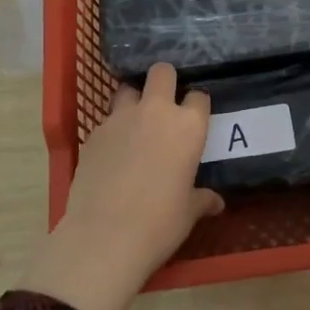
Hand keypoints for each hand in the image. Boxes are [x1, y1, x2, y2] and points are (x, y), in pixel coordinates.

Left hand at [22, 62, 222, 309]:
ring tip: (136, 125)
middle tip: (165, 103)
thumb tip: (216, 202)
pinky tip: (114, 153)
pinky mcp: (93, 133)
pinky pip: (107, 121)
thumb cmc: (159, 223)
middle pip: (162, 72)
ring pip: (128, 90)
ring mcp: (120, 119)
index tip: (195, 119)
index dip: (197, 106)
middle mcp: (155, 112)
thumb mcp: (188, 213)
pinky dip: (113, 130)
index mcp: (188, 126)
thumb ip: (202, 199)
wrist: (104, 237)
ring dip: (135, 101)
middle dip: (165, 81)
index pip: (199, 97)